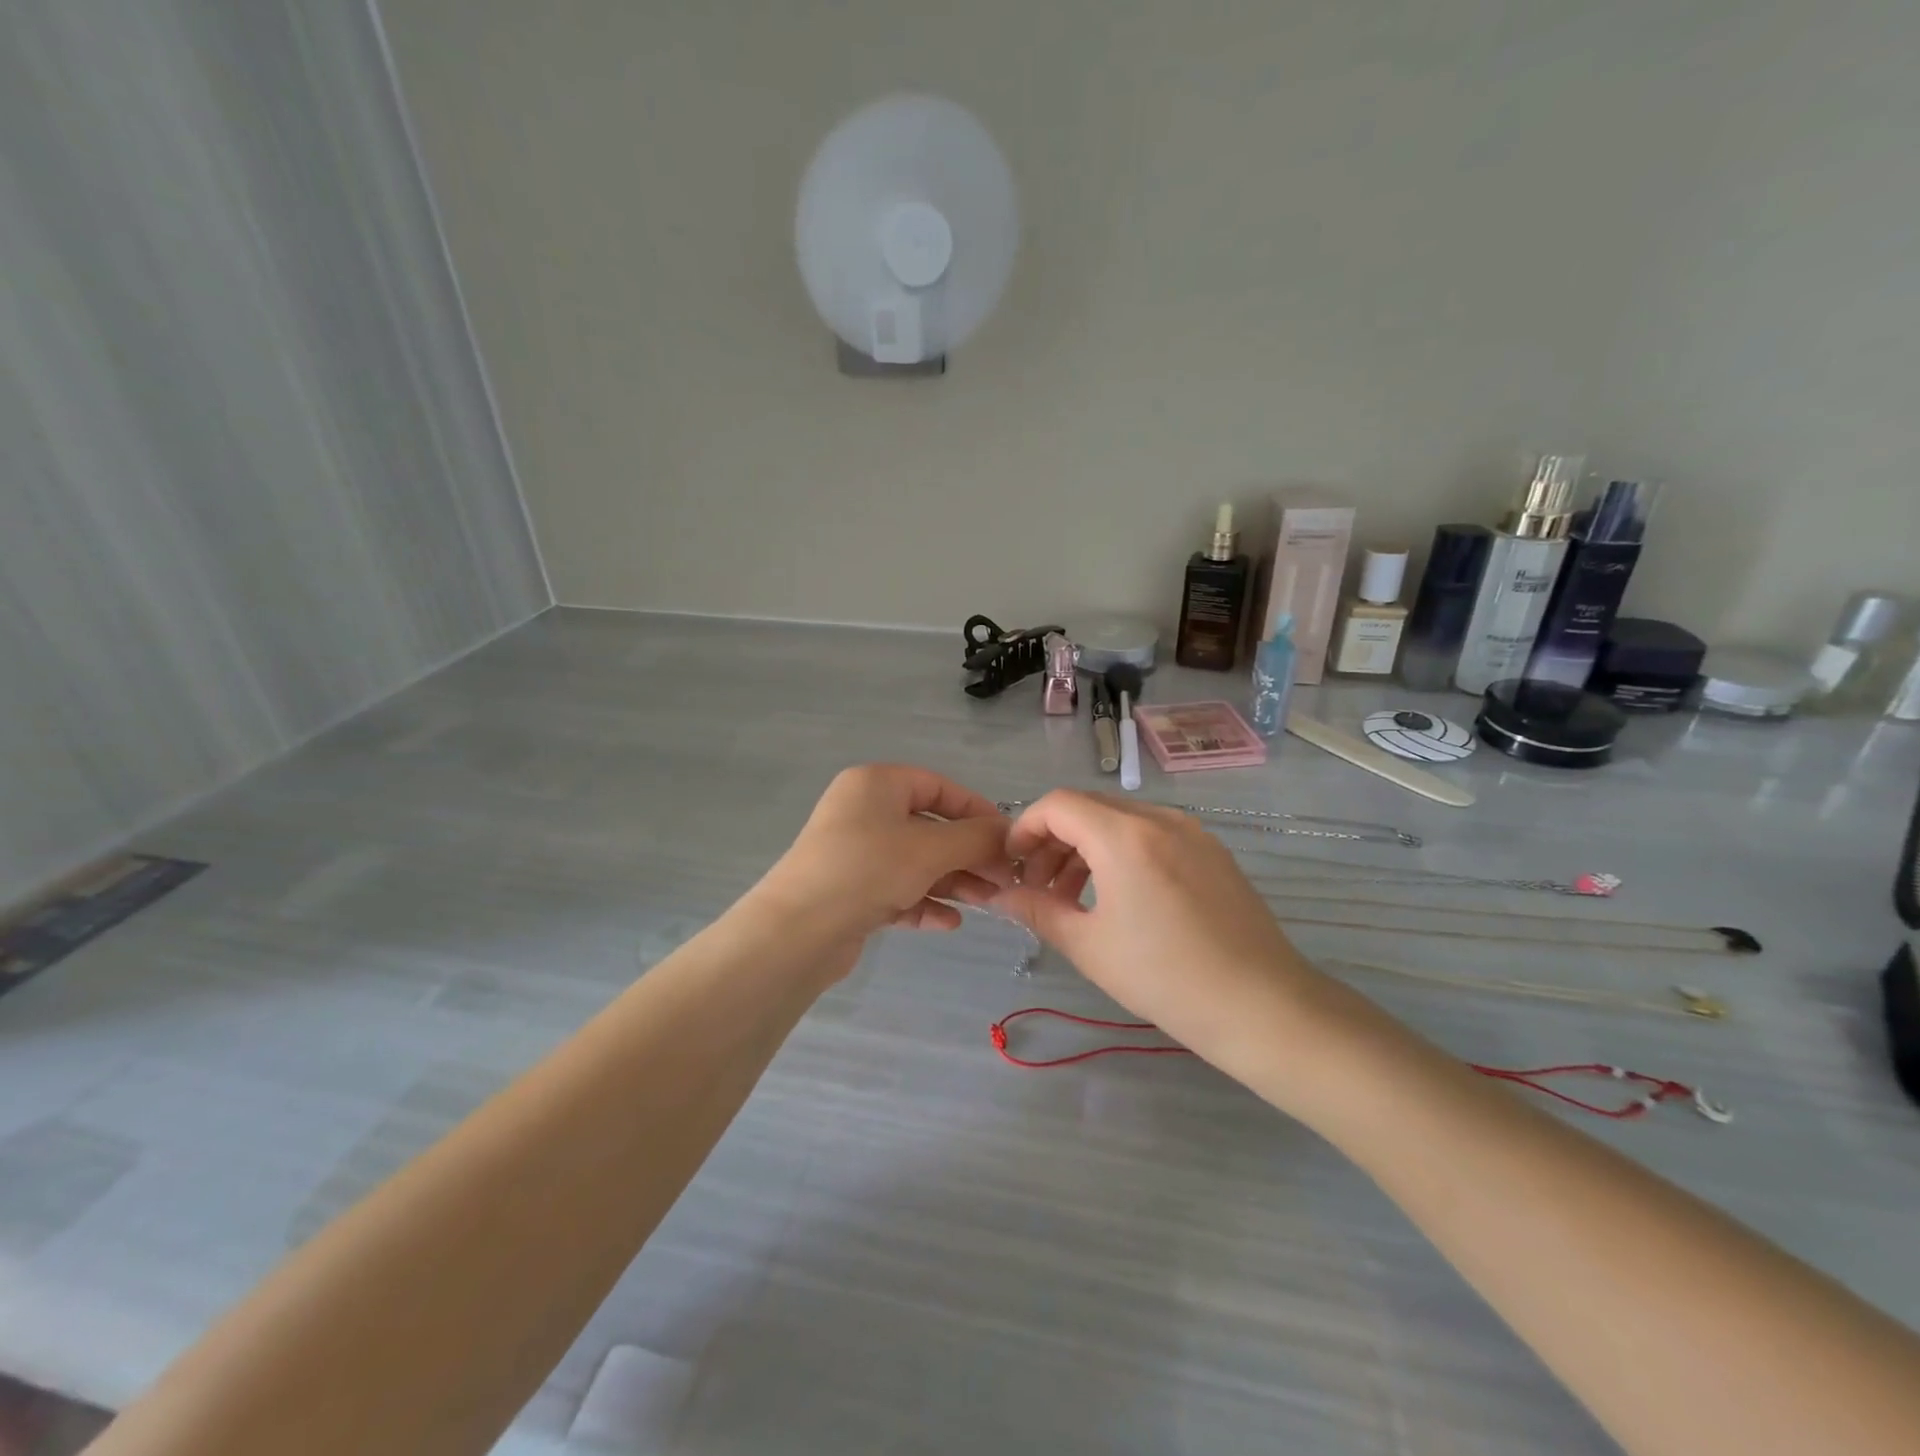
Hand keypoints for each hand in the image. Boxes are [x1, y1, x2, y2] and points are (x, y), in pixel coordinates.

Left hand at [754, 765, 1012, 938]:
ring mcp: (854, 853)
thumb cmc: (868, 870)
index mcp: (877, 785)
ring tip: (987, 904)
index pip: (938, 787)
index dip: (976, 811)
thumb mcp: (930, 849)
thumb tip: (1008, 834)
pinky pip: (896, 890)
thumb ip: (975, 838)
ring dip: (952, 881)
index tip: (1007, 839)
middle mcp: (863, 812)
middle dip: (968, 855)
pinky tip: (950, 923)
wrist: (797, 932)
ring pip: (915, 862)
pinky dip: (923, 902)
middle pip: (929, 827)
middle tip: (1003, 880)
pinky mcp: (850, 891)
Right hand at [991, 791, 1336, 1080]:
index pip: (1057, 805)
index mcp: (1124, 835)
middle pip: (1088, 808)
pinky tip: (1120, 898)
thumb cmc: (1166, 978)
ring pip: (1121, 821)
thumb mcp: (1089, 946)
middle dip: (1053, 841)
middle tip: (1038, 887)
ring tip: (1074, 898)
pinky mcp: (1212, 851)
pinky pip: (1152, 835)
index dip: (1024, 828)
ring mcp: (1191, 832)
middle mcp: (1159, 819)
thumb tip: (1000, 897)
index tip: (1012, 866)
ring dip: (1086, 848)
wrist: (1263, 1006)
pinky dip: (1121, 853)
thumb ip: (1037, 910)